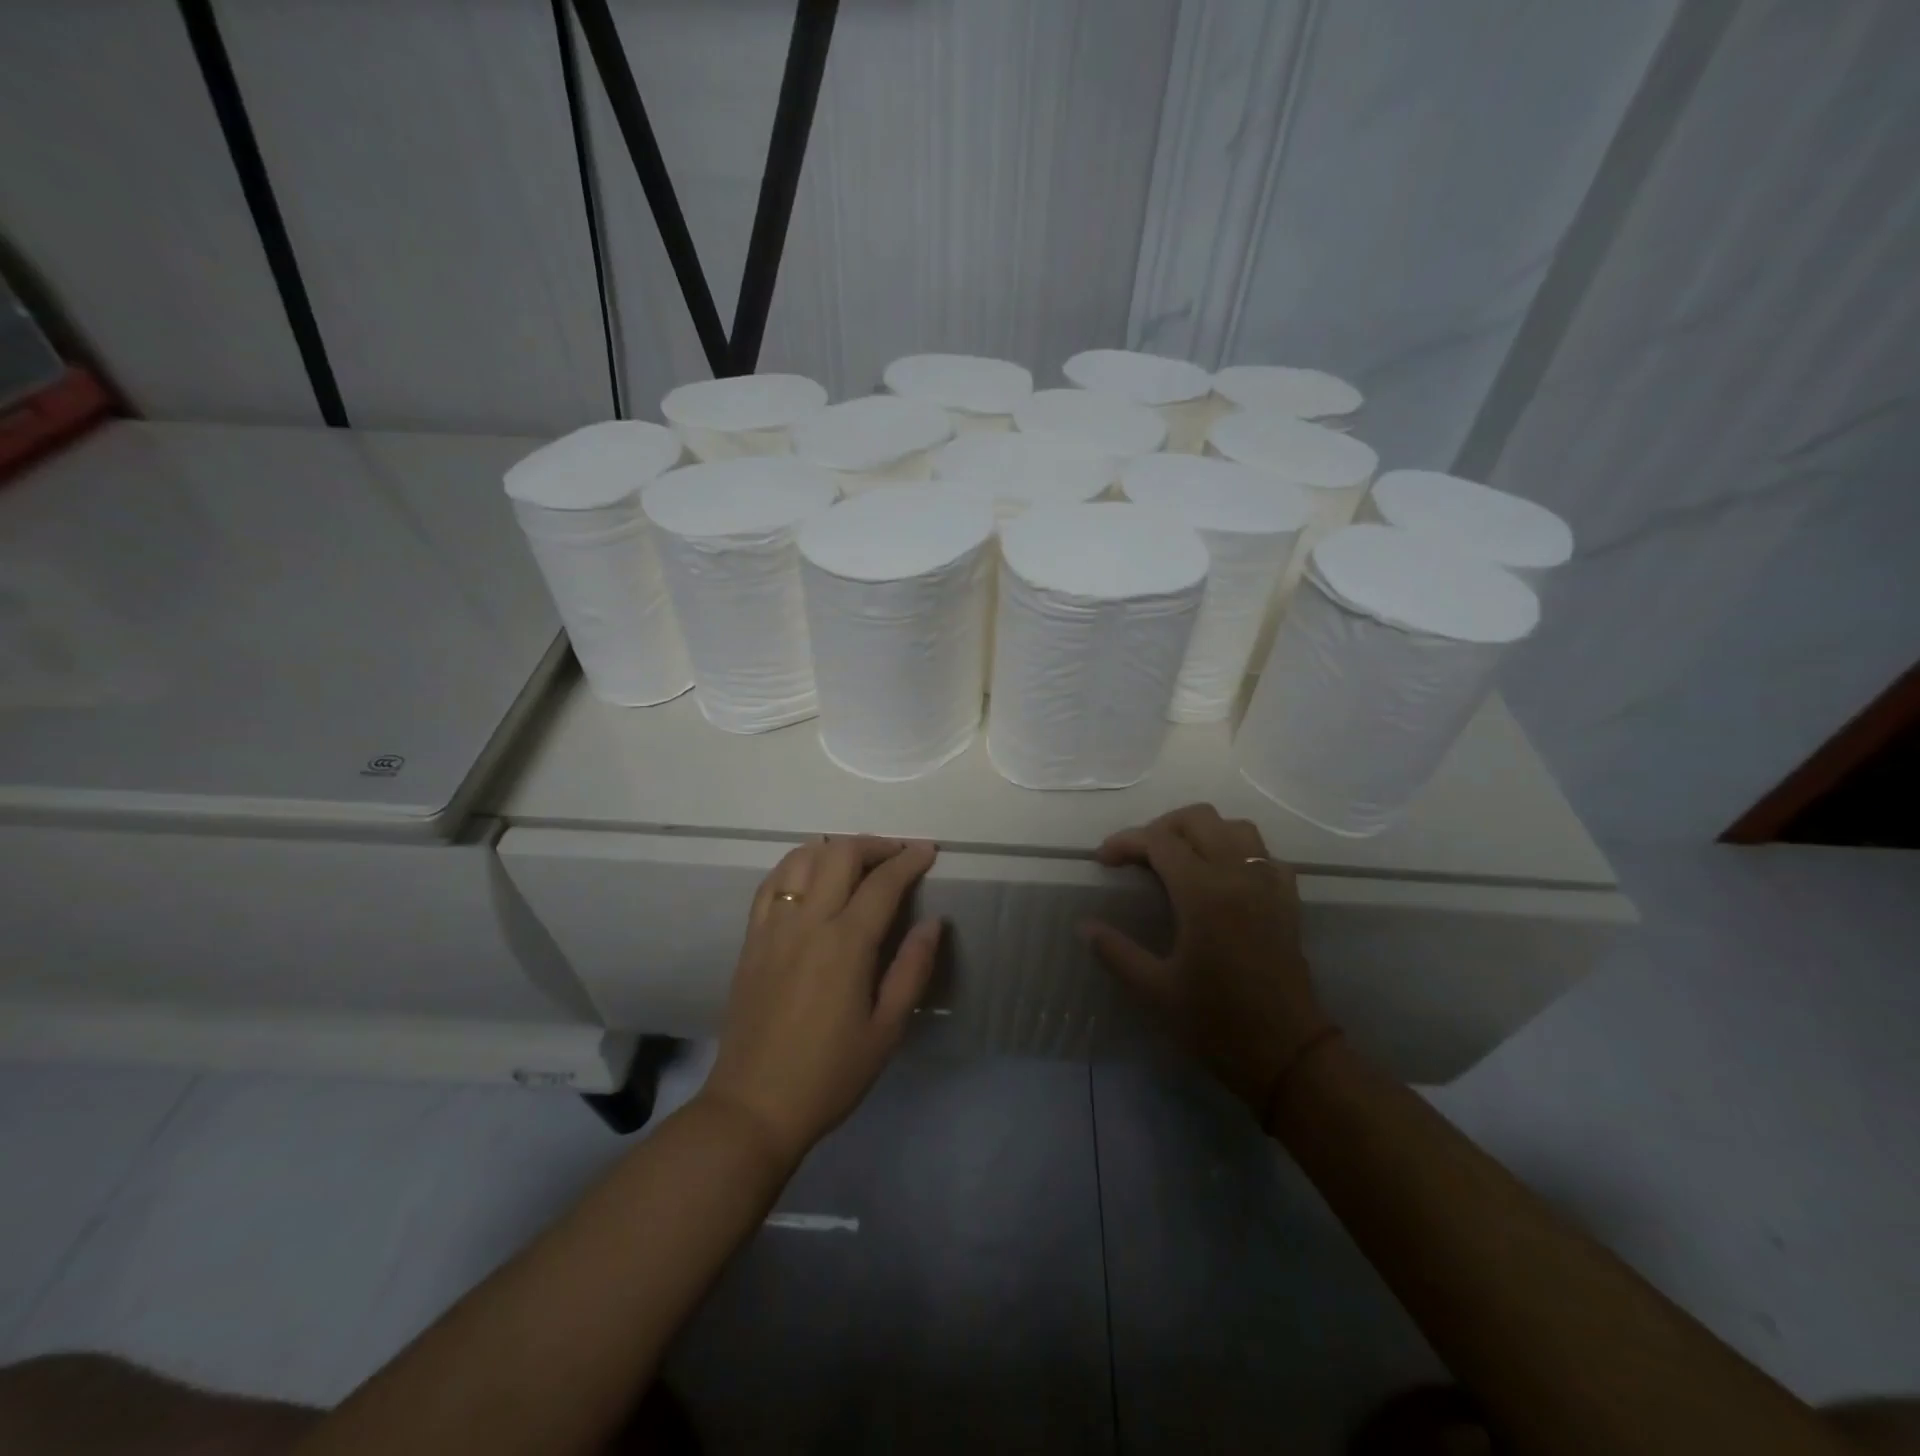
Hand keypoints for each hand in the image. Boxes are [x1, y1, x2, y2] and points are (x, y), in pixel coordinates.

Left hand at [701, 836, 941, 1166]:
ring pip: (801, 858)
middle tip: (897, 856)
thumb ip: (912, 969)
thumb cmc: (830, 1074)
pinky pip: (771, 883)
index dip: (909, 860)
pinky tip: (810, 878)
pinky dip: (796, 866)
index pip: (883, 883)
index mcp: (845, 944)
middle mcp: (807, 922)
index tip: (928, 851)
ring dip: (833, 849)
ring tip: (856, 862)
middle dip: (874, 845)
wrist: (754, 1106)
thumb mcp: (887, 1030)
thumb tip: (933, 922)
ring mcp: (773, 927)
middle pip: (840, 854)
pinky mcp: (751, 939)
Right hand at [1083, 803, 1332, 1116]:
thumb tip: (1084, 926)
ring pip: (1236, 828)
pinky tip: (1223, 877)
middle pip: (1198, 819)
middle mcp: (1238, 875)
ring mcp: (1268, 885)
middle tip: (1139, 857)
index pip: (1159, 840)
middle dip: (1162, 827)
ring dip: (1203, 832)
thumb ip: (1115, 951)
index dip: (1125, 842)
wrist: (1288, 1055)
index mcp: (1203, 893)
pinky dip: (1240, 852)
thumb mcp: (1155, 991)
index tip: (1103, 861)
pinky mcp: (1288, 901)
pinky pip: (1265, 854)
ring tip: (1180, 859)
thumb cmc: (1216, 1023)